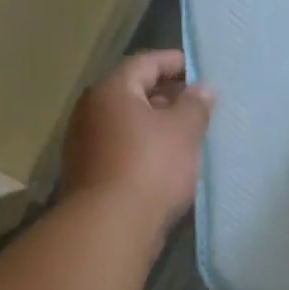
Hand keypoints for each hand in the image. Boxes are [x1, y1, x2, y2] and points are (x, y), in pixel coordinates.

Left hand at [62, 50, 213, 230]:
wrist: (110, 227)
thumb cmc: (150, 168)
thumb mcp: (183, 131)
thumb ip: (195, 105)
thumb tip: (203, 88)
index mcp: (111, 91)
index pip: (144, 63)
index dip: (173, 62)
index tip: (199, 69)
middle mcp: (91, 112)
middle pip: (132, 93)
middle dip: (166, 95)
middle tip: (198, 104)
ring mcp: (85, 145)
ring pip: (126, 124)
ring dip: (155, 125)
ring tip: (188, 134)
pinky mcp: (89, 174)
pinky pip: (121, 149)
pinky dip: (144, 148)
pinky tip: (167, 163)